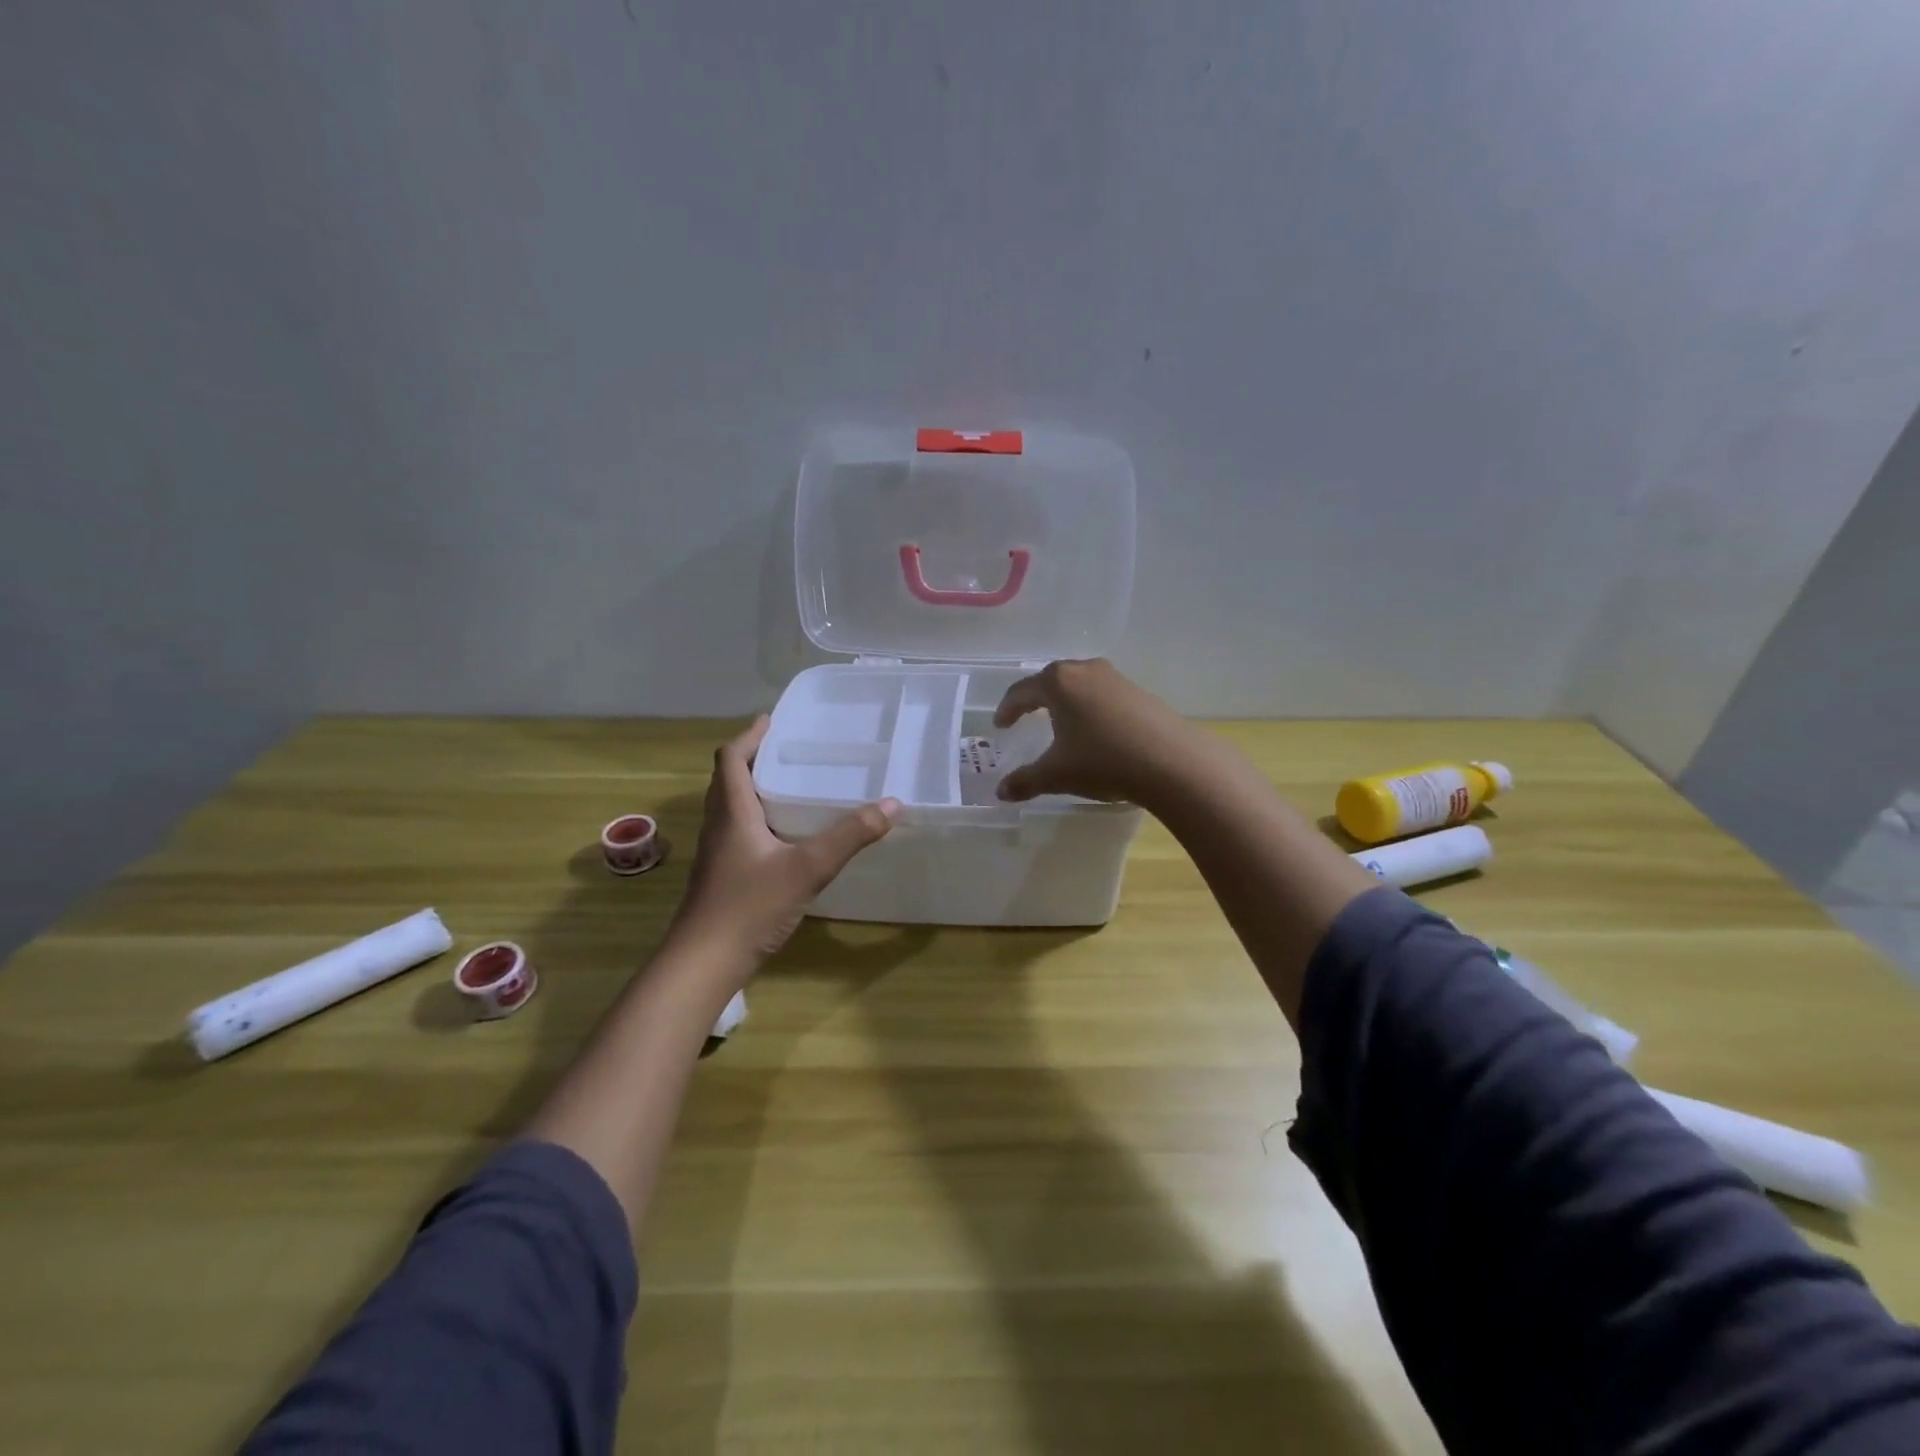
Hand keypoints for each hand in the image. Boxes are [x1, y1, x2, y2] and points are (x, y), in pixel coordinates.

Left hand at [669, 717, 899, 980]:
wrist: (704, 964)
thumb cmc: (749, 906)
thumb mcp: (808, 868)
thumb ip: (850, 836)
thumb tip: (892, 804)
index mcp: (732, 812)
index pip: (731, 758)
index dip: (750, 736)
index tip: (773, 720)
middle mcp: (719, 825)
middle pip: (729, 779)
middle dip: (755, 759)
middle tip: (790, 750)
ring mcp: (718, 853)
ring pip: (732, 807)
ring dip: (755, 789)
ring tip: (792, 785)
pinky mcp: (722, 876)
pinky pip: (738, 832)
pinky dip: (758, 819)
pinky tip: (786, 837)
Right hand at [994, 658, 1203, 806]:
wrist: (1171, 762)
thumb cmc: (1102, 761)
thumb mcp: (1057, 774)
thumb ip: (1025, 781)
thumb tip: (1001, 792)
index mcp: (1058, 682)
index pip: (1022, 691)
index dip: (1008, 709)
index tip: (1001, 725)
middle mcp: (1085, 670)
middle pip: (1051, 680)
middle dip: (1035, 699)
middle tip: (1025, 717)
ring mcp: (1116, 678)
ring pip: (1080, 685)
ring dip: (1066, 701)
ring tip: (1060, 722)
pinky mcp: (1140, 692)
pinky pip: (1103, 695)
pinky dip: (1090, 708)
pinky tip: (1095, 730)